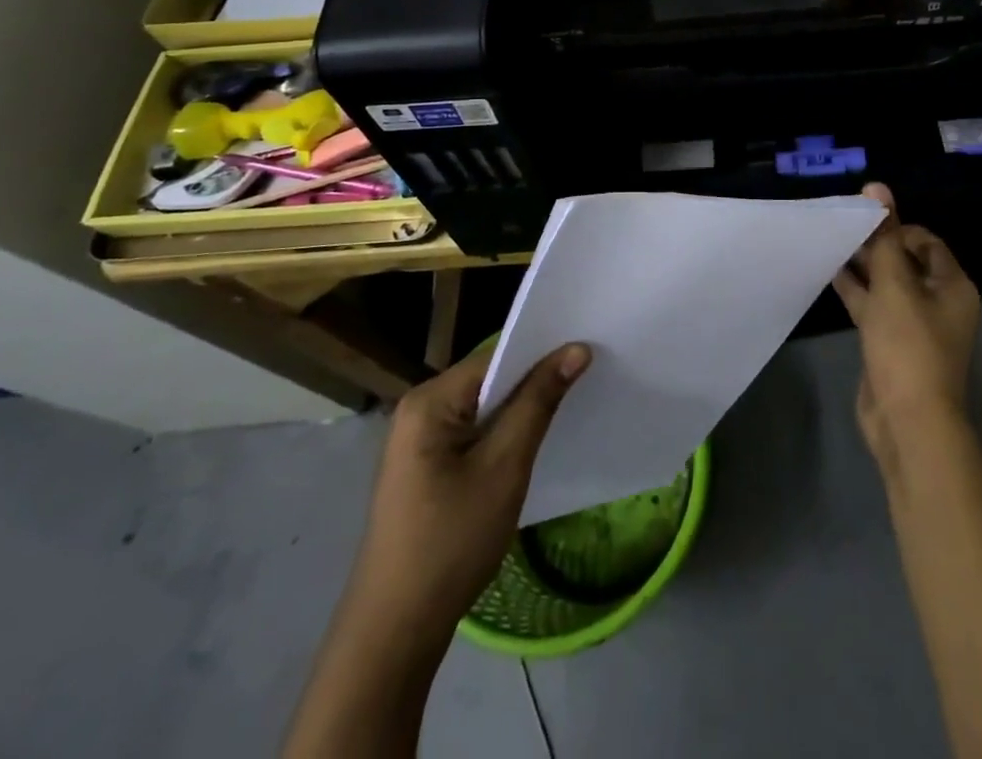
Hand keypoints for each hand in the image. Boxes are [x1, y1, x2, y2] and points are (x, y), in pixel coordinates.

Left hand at [353, 342, 590, 624]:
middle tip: (586, 377)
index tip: (587, 352)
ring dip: (521, 409)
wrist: (395, 632)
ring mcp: (417, 441)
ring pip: (483, 407)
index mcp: (428, 400)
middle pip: (489, 378)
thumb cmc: (451, 541)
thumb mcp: (504, 466)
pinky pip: (473, 432)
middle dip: (534, 381)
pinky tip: (531, 442)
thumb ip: (539, 401)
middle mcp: (418, 410)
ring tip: (568, 405)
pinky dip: (502, 433)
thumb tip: (576, 348)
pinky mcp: (424, 467)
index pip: (496, 356)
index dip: (542, 353)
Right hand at [833, 183, 980, 468]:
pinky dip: (856, 291)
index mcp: (951, 285)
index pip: (925, 241)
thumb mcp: (894, 285)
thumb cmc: (908, 346)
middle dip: (876, 244)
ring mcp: (914, 325)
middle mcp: (938, 302)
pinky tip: (830, 273)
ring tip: (831, 243)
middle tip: (842, 227)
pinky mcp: (892, 344)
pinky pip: (875, 308)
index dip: (896, 227)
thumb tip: (878, 186)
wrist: (908, 423)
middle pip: (905, 261)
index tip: (865, 221)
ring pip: (887, 285)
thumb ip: (883, 237)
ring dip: (863, 266)